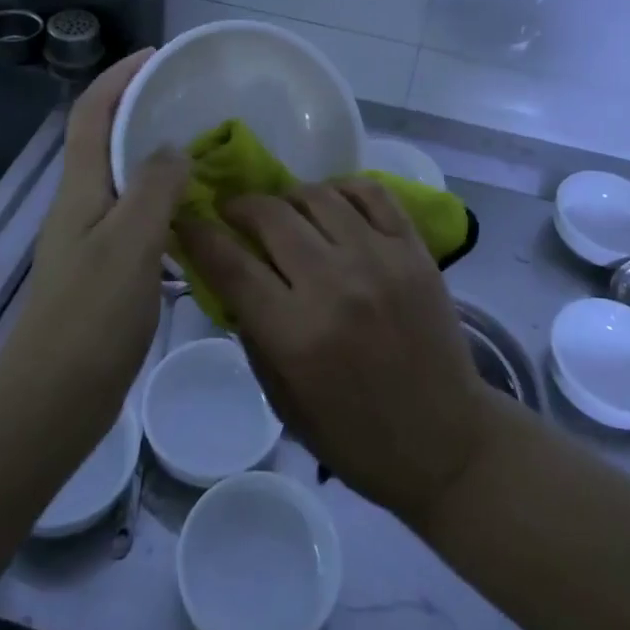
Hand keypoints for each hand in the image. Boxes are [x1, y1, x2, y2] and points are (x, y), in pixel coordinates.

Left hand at [0, 51, 187, 426]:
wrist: (53, 402)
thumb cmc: (91, 318)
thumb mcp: (131, 243)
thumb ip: (156, 187)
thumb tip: (176, 148)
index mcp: (80, 190)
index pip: (91, 114)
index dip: (118, 78)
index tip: (157, 56)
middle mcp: (80, 205)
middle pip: (105, 140)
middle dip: (140, 109)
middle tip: (190, 102)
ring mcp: (90, 239)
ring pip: (124, 179)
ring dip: (155, 156)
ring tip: (202, 151)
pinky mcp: (104, 270)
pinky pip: (137, 216)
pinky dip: (164, 201)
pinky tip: (196, 216)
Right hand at [178, 181, 494, 528]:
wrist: (444, 441)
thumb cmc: (355, 435)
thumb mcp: (283, 399)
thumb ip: (251, 331)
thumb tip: (227, 276)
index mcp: (296, 334)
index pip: (230, 263)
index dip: (198, 234)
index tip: (185, 220)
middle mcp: (335, 285)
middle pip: (271, 216)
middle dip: (239, 206)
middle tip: (232, 213)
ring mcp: (380, 260)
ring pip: (317, 195)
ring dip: (287, 196)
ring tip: (283, 211)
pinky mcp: (413, 249)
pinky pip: (371, 192)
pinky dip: (342, 188)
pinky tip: (330, 203)